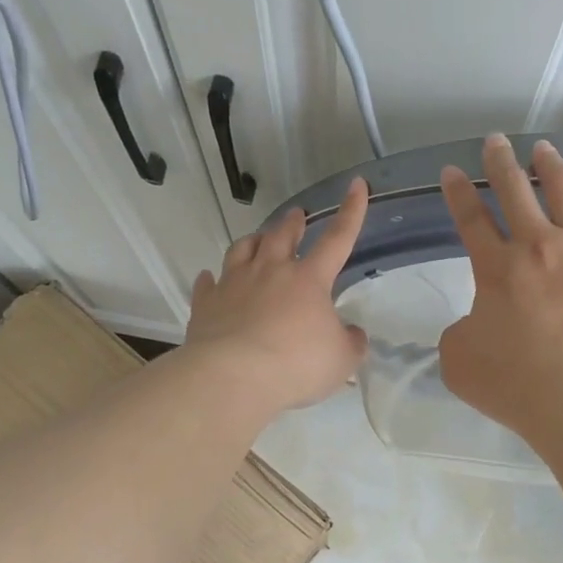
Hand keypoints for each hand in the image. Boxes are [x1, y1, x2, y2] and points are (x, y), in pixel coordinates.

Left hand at [185, 178, 370, 412]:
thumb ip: (350, 343)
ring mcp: (234, 284)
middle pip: (281, 236)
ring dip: (253, 240)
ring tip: (257, 238)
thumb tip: (352, 334)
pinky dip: (211, 279)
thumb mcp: (341, 360)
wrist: (233, 377)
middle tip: (296, 214)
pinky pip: (208, 284)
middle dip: (292, 223)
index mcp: (308, 279)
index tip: (356, 185)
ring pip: (242, 250)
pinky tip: (210, 278)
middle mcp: (269, 271)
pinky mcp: (206, 304)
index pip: (337, 238)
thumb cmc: (296, 365)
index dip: (351, 212)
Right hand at [438, 134, 562, 433]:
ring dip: (550, 167)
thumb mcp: (460, 361)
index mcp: (496, 269)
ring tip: (543, 150)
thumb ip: (458, 332)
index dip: (457, 193)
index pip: (471, 219)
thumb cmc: (516, 383)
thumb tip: (475, 322)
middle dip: (500, 164)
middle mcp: (539, 246)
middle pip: (516, 192)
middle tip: (494, 142)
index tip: (451, 171)